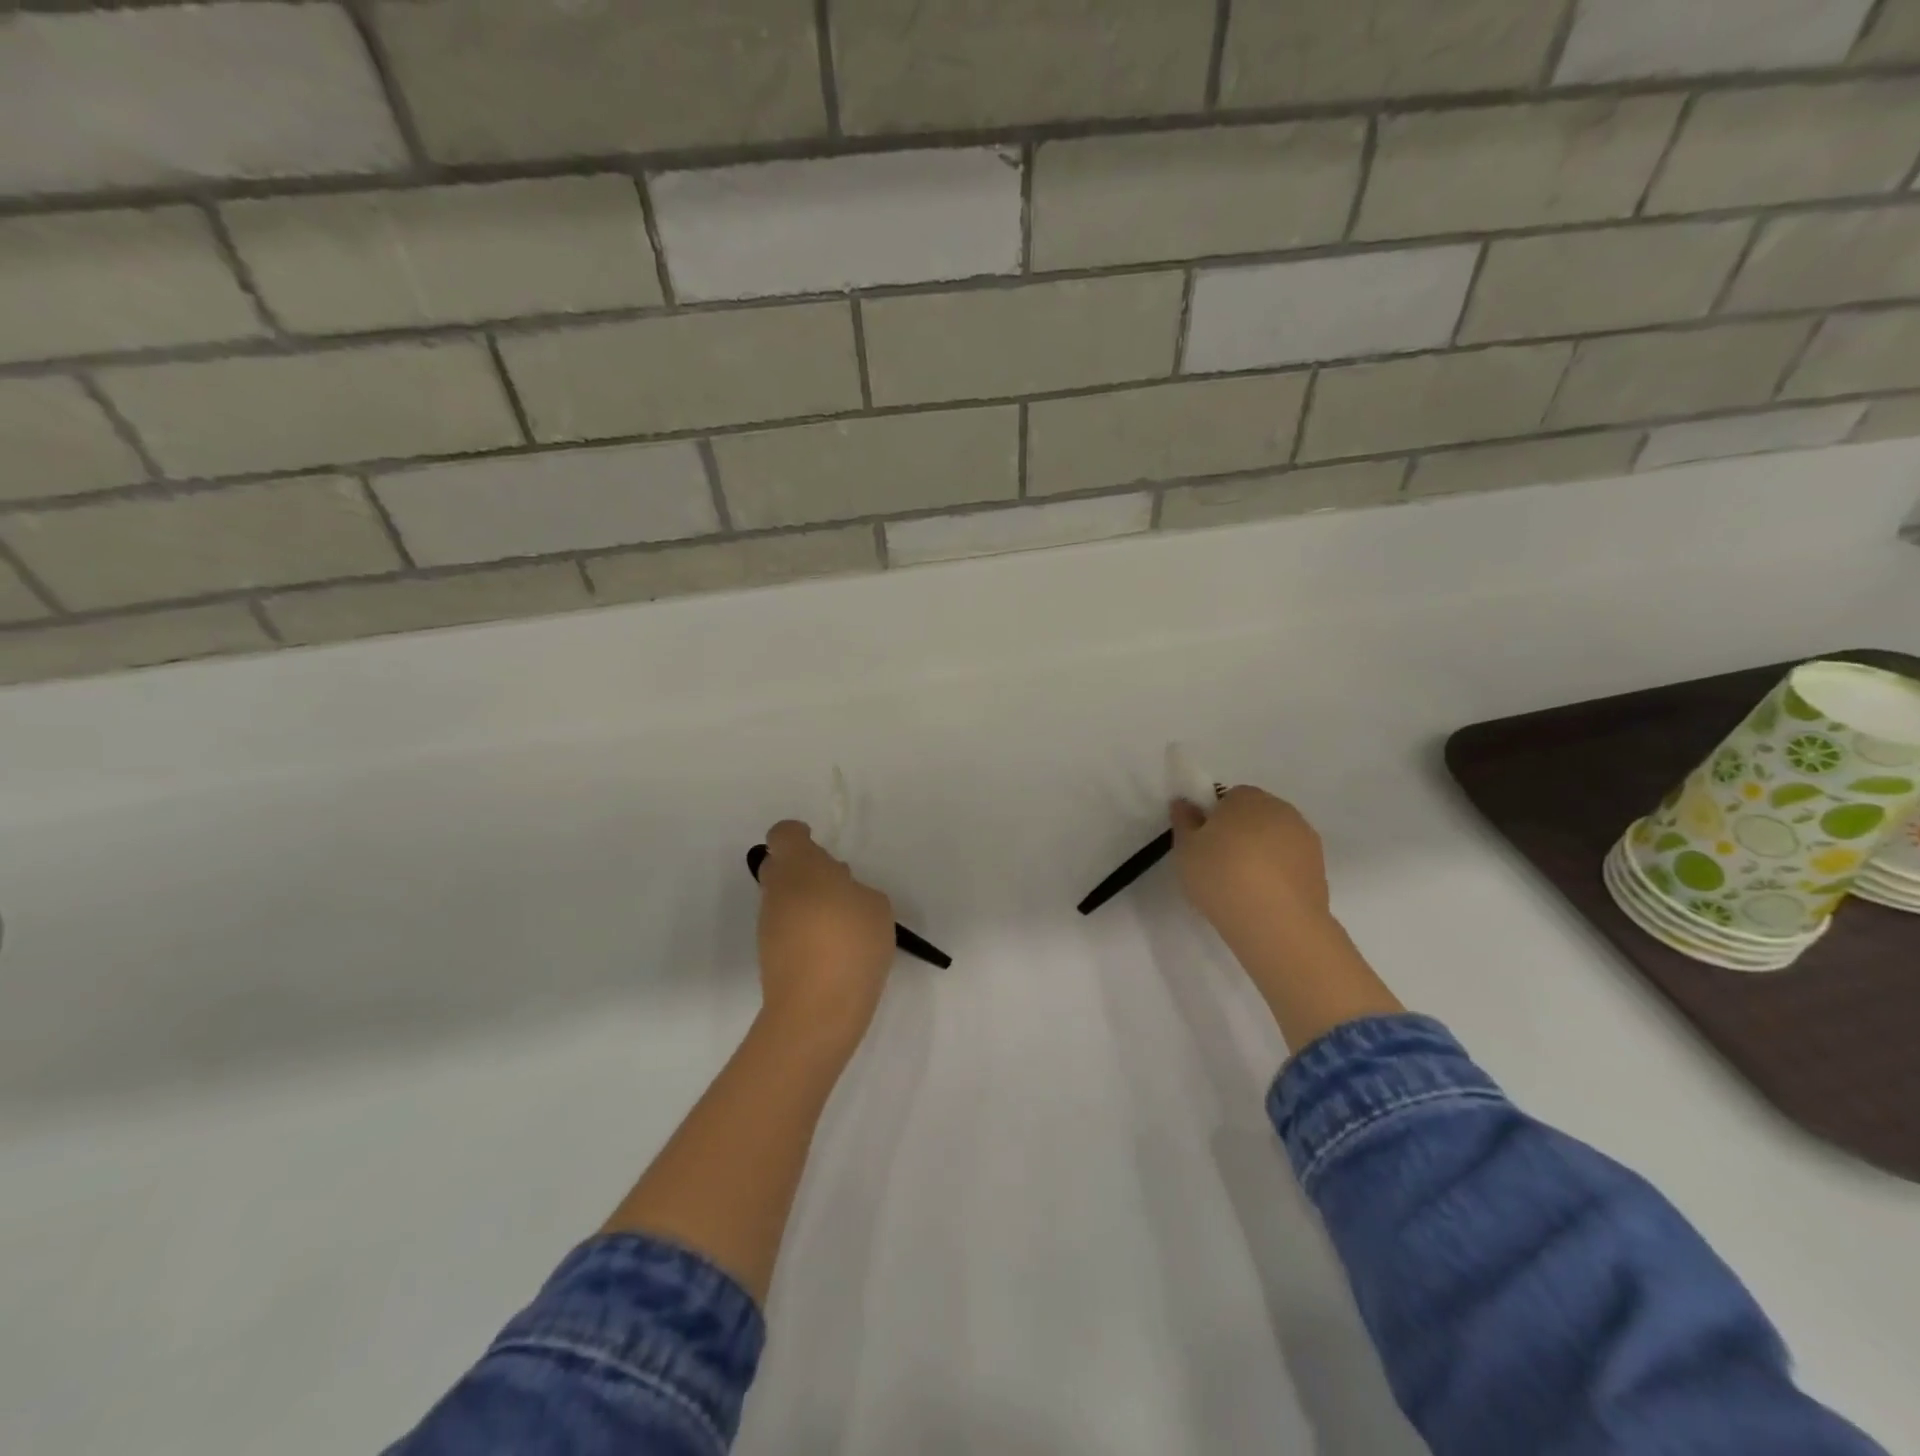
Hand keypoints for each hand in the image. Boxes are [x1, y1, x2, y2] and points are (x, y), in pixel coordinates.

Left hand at [755, 820, 895, 1051]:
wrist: (817, 1011)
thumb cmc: (851, 943)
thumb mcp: (876, 906)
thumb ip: (855, 889)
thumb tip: (838, 894)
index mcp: (800, 867)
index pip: (784, 835)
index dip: (799, 835)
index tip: (819, 846)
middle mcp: (777, 890)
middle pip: (779, 865)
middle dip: (803, 868)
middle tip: (836, 884)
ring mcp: (768, 924)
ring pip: (782, 898)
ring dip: (805, 900)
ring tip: (841, 922)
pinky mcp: (768, 955)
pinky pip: (785, 927)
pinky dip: (803, 929)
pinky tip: (831, 949)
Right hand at [1170, 786, 1333, 947]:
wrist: (1276, 923)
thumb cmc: (1221, 876)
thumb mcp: (1186, 849)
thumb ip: (1184, 821)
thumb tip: (1185, 804)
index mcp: (1247, 797)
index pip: (1228, 797)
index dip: (1214, 819)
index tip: (1204, 844)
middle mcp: (1281, 809)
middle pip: (1254, 816)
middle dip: (1239, 833)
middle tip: (1219, 864)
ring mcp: (1306, 839)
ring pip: (1275, 840)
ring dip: (1261, 854)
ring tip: (1242, 886)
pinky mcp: (1320, 869)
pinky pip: (1290, 863)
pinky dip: (1278, 874)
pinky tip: (1263, 898)